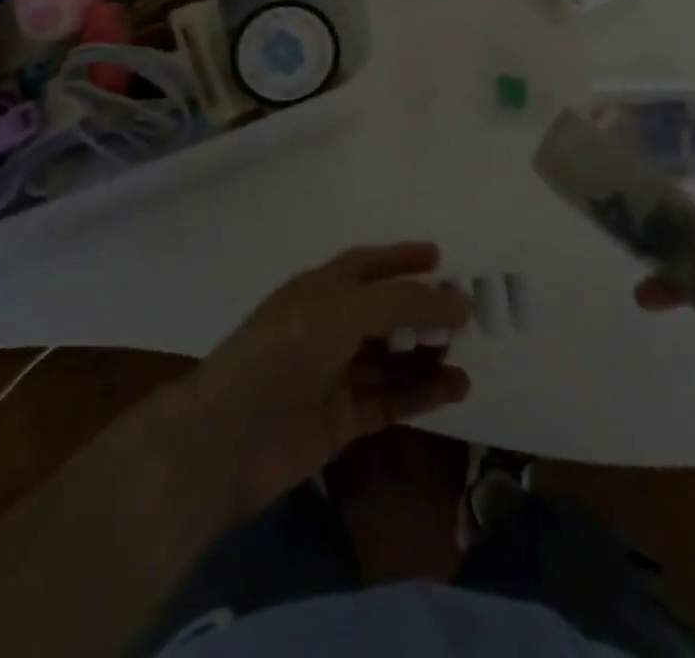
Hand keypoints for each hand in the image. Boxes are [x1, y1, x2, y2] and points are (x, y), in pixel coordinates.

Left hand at [187, 243, 474, 520]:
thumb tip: (460, 300)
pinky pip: (390, 401)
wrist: (229, 436)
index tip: (441, 258)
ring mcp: (335, 374)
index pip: (368, 265)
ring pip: (392, 360)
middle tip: (465, 316)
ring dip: (427, 356)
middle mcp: (329, 326)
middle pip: (385, 312)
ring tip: (465, 358)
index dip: (402, 258)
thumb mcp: (345, 310)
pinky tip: (455, 389)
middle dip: (423, 311)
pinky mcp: (341, 420)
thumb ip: (404, 302)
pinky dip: (421, 394)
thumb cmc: (285, 351)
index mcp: (321, 289)